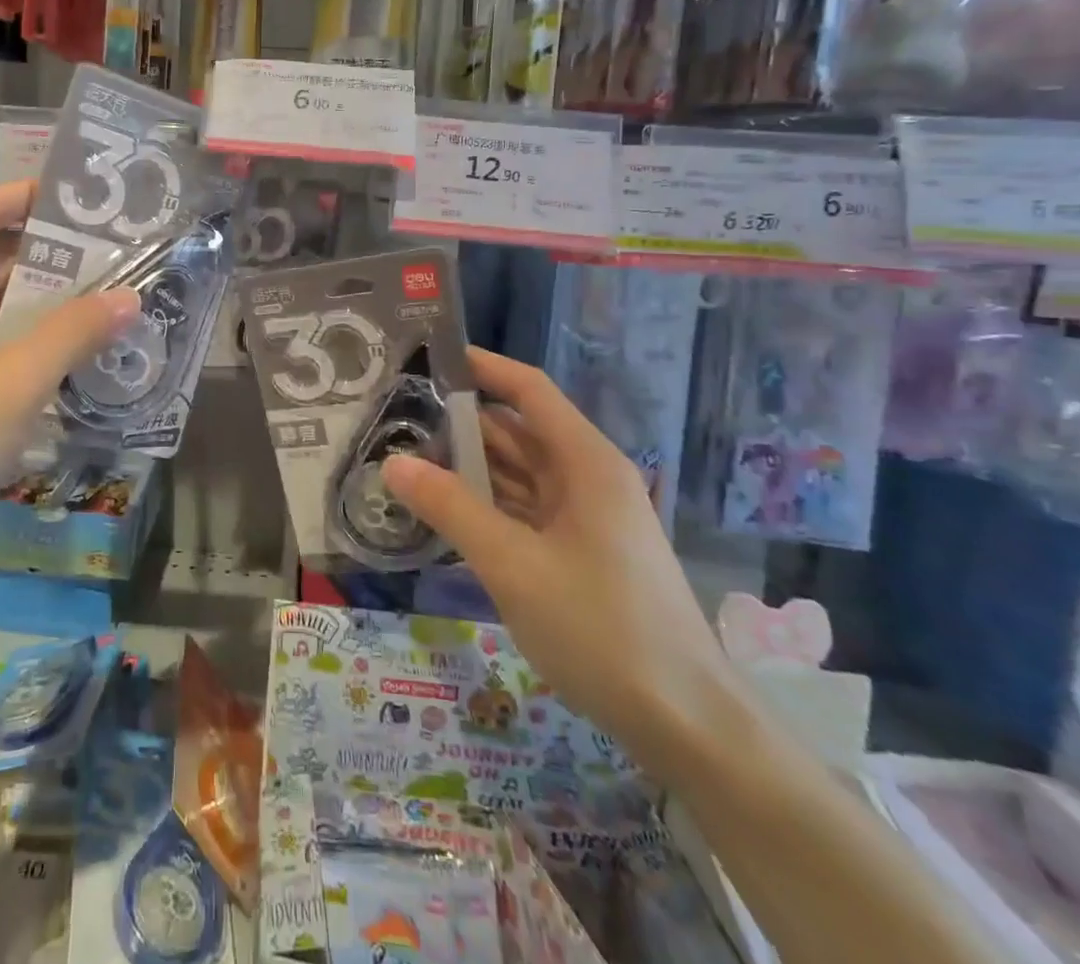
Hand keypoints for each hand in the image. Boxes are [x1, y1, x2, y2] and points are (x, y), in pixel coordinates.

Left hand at [0, 181, 140, 584]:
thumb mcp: (15, 384)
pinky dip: (14, 340)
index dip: (28, 195)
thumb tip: (128, 296)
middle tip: (108, 254)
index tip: (81, 198)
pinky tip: (57, 358)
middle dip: (44, 252)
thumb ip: (73, 334)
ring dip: (33, 300)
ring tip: (96, 300)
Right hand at [383, 348, 738, 775]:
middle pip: (518, 431)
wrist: (686, 723)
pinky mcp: (580, 552)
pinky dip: (487, 505)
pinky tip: (445, 510)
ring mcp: (586, 517)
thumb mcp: (513, 565)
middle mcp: (588, 478)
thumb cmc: (602, 628)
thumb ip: (450, 508)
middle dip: (462, 423)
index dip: (483, 367)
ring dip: (470, 467)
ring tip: (407, 459)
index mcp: (586, 462)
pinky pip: (525, 510)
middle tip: (397, 418)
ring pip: (519, 474)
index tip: (430, 356)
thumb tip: (393, 463)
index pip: (529, 390)